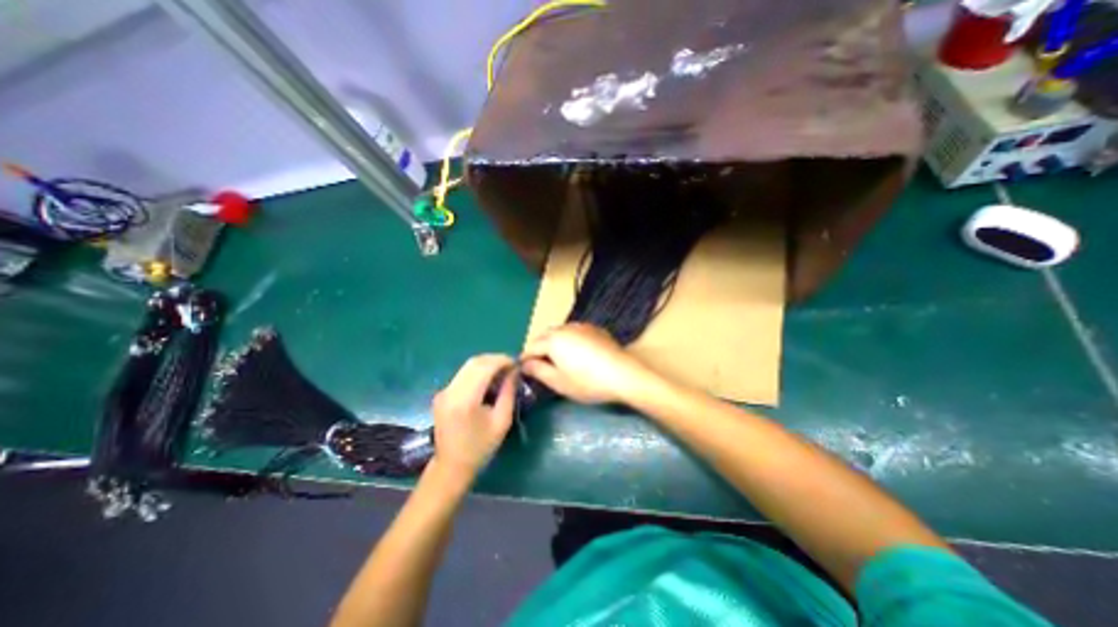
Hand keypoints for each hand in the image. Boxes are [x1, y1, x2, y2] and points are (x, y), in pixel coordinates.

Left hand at [428, 356, 517, 477]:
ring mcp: (444, 391)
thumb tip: (515, 371)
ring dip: (487, 364)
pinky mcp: (442, 393)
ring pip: (468, 366)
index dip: (502, 360)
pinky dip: (478, 372)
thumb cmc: (480, 447)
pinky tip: (488, 381)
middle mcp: (450, 391)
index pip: (484, 367)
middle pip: (474, 362)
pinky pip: (463, 374)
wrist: (451, 466)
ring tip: (502, 372)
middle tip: (511, 366)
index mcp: (465, 400)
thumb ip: (508, 392)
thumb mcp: (502, 421)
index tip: (516, 363)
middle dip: (495, 359)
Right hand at [522, 323, 656, 406]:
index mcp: (553, 340)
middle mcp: (565, 328)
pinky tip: (577, 352)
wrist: (623, 374)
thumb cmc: (587, 382)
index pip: (532, 347)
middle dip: (539, 348)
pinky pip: (575, 331)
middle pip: (545, 336)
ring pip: (560, 332)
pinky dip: (570, 339)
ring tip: (558, 358)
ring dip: (554, 342)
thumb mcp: (559, 382)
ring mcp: (582, 326)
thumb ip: (538, 371)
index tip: (523, 370)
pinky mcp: (595, 329)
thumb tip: (525, 364)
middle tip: (540, 366)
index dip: (525, 359)